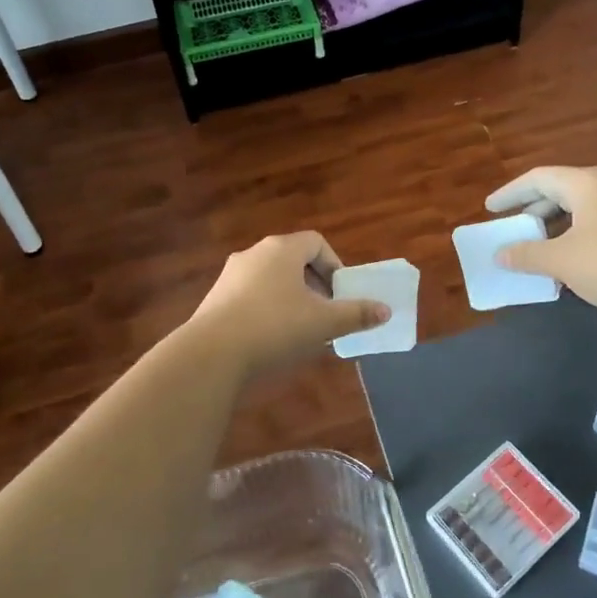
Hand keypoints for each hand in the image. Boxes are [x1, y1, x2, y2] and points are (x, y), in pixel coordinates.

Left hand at [185, 231, 389, 379]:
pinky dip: (266, 311)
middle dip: (314, 285)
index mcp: (281, 249)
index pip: (316, 243)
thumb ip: (356, 314)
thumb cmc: (276, 328)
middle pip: (292, 260)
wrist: (211, 354)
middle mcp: (254, 253)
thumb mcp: (324, 323)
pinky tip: (270, 341)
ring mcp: (230, 275)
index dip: (334, 266)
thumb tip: (385, 310)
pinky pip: (250, 297)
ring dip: (290, 299)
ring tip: (300, 331)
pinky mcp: (214, 299)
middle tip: (325, 314)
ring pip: (270, 280)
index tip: (341, 295)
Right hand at [485, 165, 596, 321]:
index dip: (510, 192)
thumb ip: (527, 255)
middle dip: (534, 208)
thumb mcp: (562, 261)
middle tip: (513, 225)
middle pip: (561, 190)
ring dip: (556, 226)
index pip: (538, 178)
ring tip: (539, 247)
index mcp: (586, 184)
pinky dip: (577, 236)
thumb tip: (500, 255)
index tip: (490, 209)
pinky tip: (572, 263)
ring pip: (583, 208)